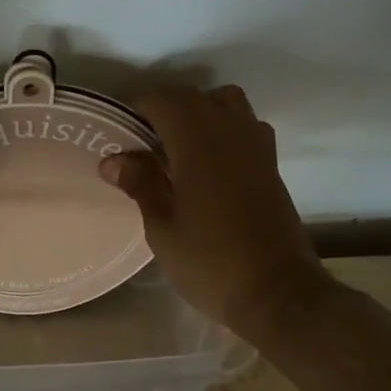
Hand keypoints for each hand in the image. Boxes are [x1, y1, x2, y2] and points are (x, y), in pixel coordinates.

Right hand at [99, 85, 329, 342]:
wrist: (278, 294)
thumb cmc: (211, 262)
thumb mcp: (162, 228)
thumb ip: (140, 184)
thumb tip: (113, 159)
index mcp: (198, 142)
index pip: (163, 99)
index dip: (138, 109)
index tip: (122, 134)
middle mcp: (230, 132)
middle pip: (193, 97)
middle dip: (165, 109)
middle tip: (143, 143)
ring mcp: (257, 146)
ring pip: (226, 103)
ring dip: (200, 112)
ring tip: (179, 147)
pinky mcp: (272, 165)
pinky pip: (246, 126)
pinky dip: (225, 129)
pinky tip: (211, 164)